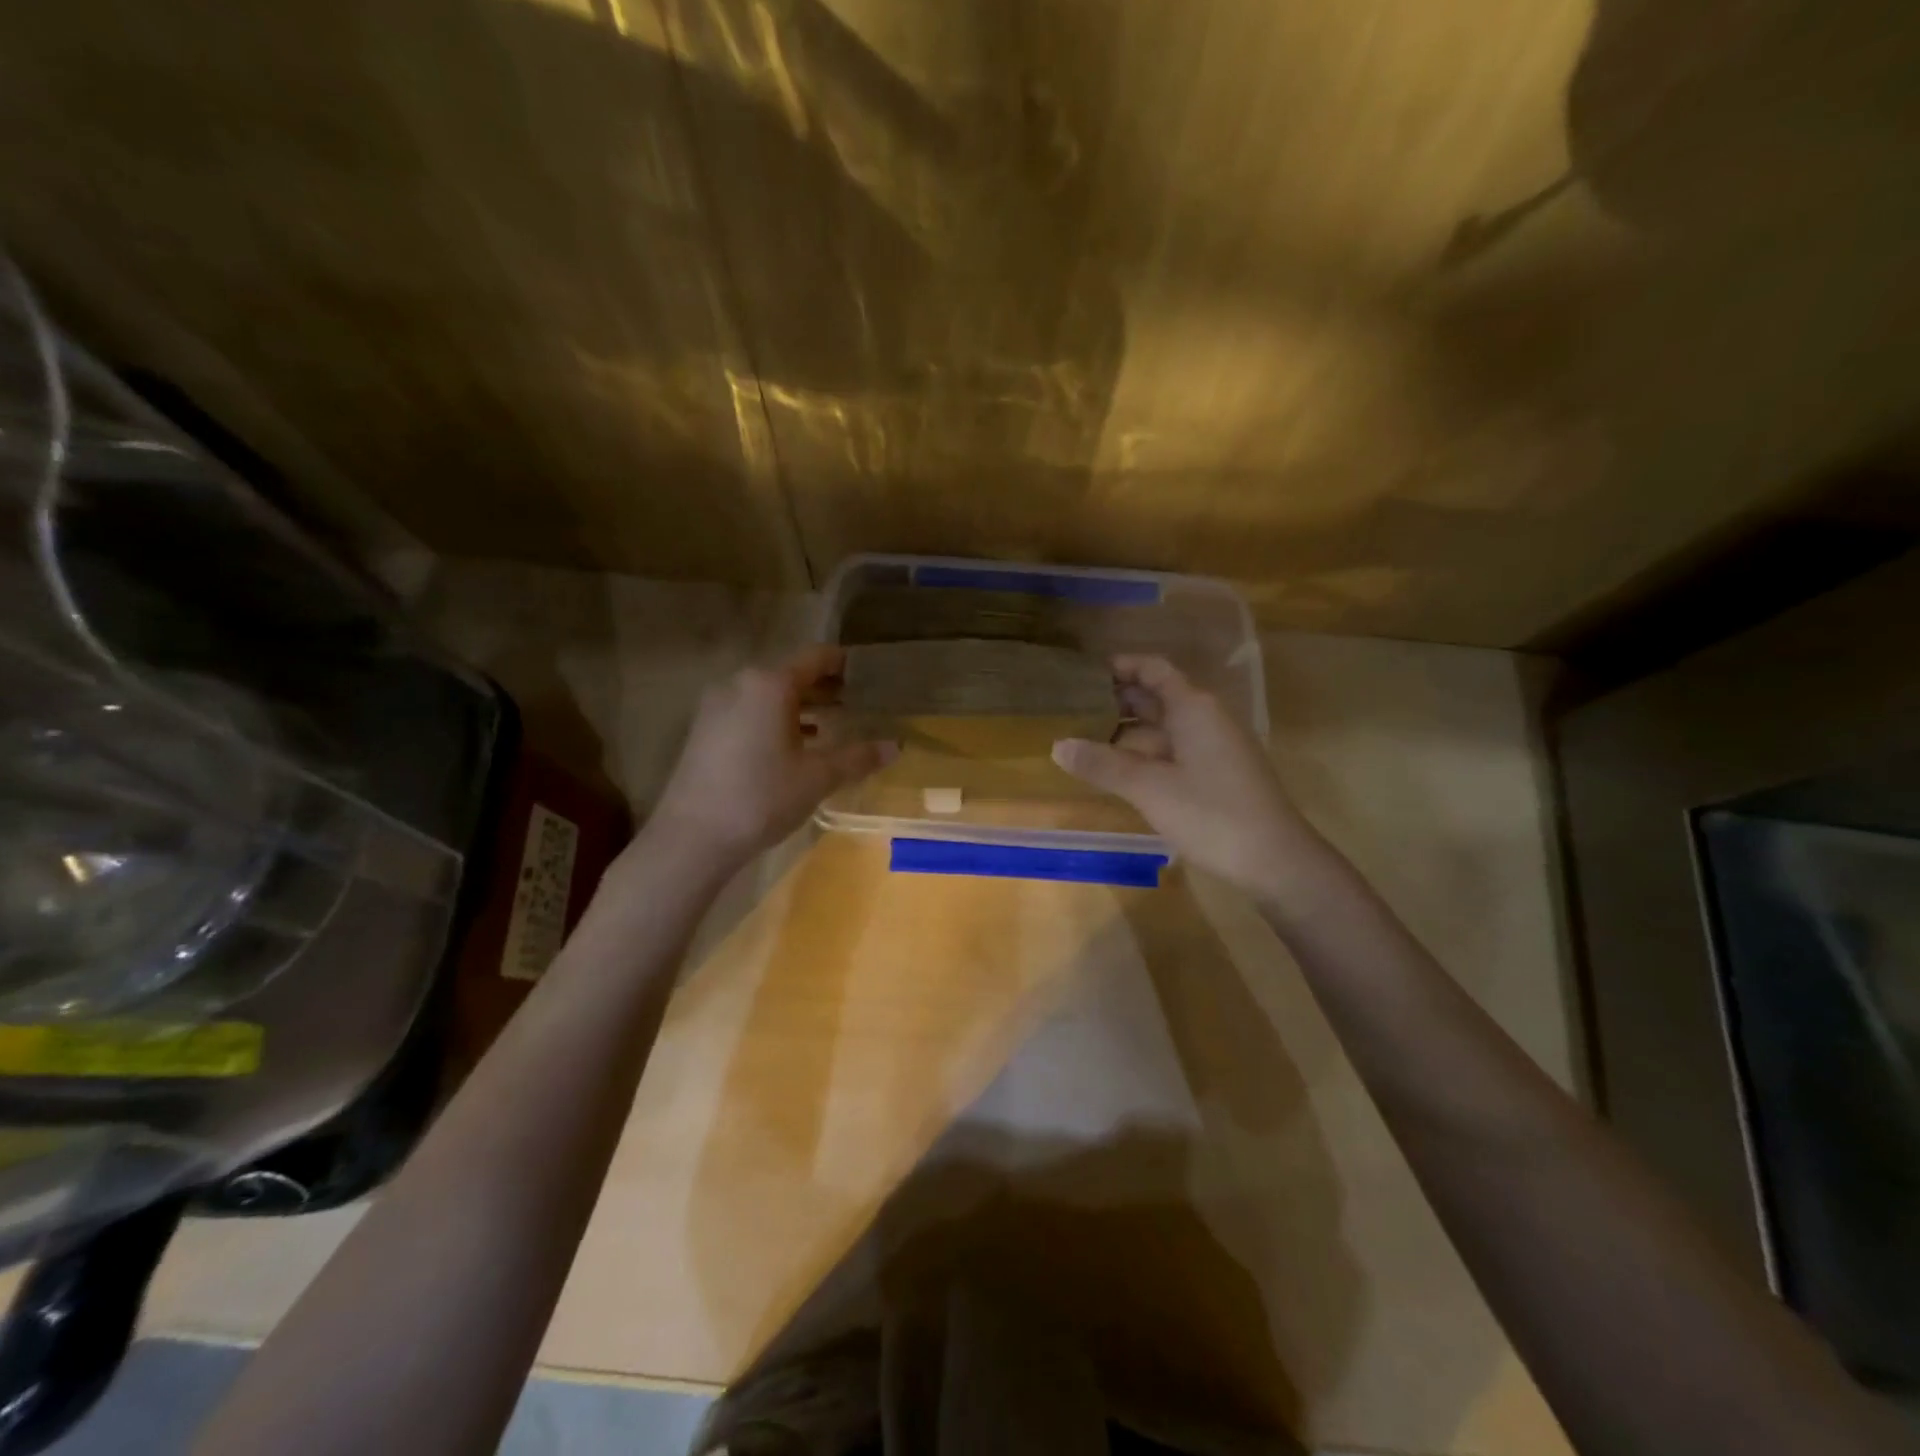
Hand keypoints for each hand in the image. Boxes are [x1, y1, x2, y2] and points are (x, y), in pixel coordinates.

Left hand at [651, 646, 895, 866]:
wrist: (692, 837)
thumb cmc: (761, 798)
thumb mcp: (817, 778)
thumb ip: (857, 757)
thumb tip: (896, 747)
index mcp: (770, 684)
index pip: (816, 658)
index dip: (845, 664)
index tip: (869, 676)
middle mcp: (740, 683)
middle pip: (791, 675)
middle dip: (825, 689)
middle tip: (858, 705)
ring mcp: (717, 705)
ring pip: (769, 695)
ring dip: (801, 707)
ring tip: (832, 727)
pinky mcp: (704, 729)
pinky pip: (749, 711)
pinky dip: (775, 720)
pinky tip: (794, 747)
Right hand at [1051, 655, 1321, 896]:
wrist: (1275, 860)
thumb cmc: (1212, 814)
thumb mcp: (1149, 788)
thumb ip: (1102, 765)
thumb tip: (1057, 745)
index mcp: (1193, 707)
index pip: (1153, 669)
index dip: (1119, 667)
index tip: (1081, 674)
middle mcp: (1205, 718)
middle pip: (1156, 695)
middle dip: (1116, 698)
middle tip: (1071, 706)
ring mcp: (1213, 746)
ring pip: (1163, 726)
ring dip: (1126, 729)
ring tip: (1083, 736)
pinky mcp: (1215, 773)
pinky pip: (1172, 749)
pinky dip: (1143, 752)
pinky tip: (1116, 768)